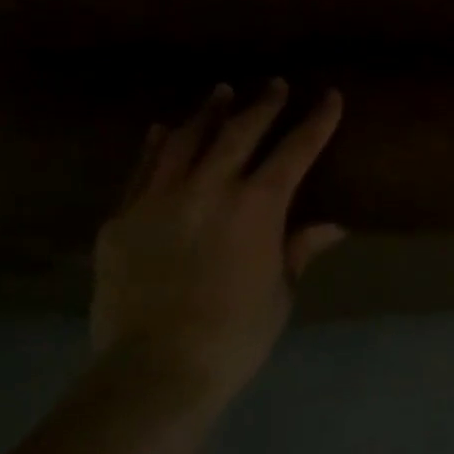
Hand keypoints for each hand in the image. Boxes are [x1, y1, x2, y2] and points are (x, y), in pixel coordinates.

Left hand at [91, 80, 346, 407]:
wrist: (155, 368)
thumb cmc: (236, 335)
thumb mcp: (280, 292)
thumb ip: (299, 249)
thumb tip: (332, 227)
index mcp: (257, 207)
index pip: (295, 151)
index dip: (316, 122)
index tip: (329, 96)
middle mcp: (209, 189)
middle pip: (240, 133)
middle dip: (263, 106)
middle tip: (274, 85)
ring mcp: (159, 199)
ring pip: (187, 140)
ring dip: (209, 113)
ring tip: (220, 93)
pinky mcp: (121, 219)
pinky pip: (142, 169)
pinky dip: (157, 145)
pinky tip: (163, 130)